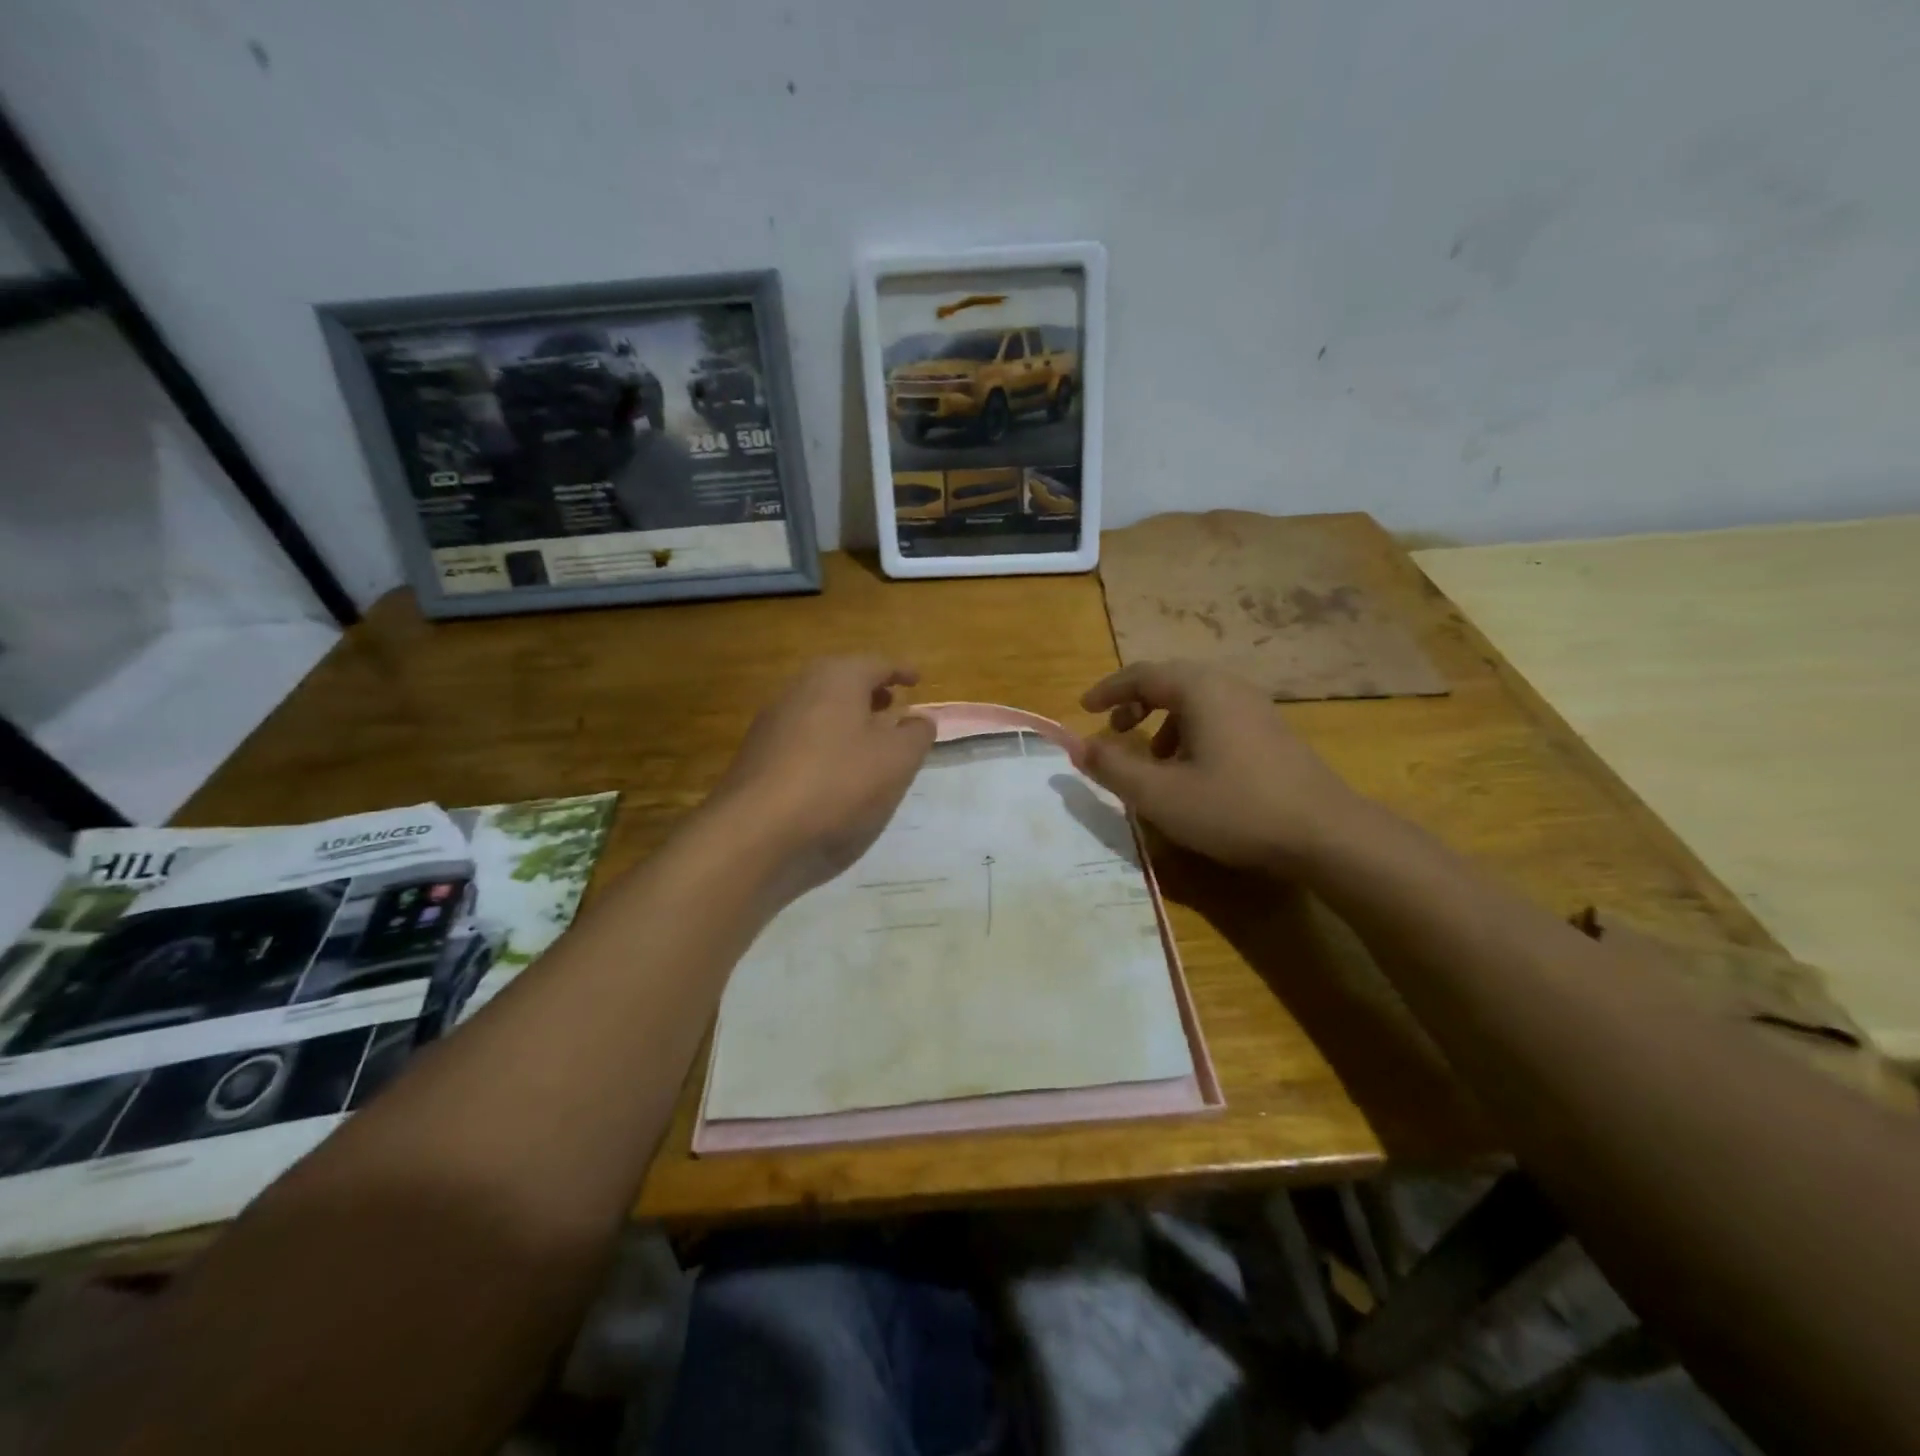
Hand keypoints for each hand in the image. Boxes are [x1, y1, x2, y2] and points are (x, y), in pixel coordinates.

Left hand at [705, 656, 935, 897]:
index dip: (901, 671)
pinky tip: (835, 769)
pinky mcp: (757, 754)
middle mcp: (800, 688)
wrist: (756, 830)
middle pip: (842, 681)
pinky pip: (802, 735)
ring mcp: (773, 721)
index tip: (918, 680)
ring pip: (820, 708)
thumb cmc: (839, 783)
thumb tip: (920, 719)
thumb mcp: (897, 761)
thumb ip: (916, 735)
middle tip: (892, 704)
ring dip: (846, 717)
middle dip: (870, 691)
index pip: (877, 664)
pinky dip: (825, 740)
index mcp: (837, 678)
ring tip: (868, 738)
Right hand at [1068, 660, 1363, 871]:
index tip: (1084, 709)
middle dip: (1136, 703)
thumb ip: (1112, 767)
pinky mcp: (1273, 733)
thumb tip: (1075, 745)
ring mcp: (1257, 709)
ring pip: (1196, 701)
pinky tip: (1194, 773)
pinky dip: (1191, 733)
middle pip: (1171, 682)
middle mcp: (1229, 687)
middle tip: (1115, 730)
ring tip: (1153, 758)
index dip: (1108, 690)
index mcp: (1200, 690)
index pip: (1142, 674)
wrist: (1326, 834)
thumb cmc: (1234, 808)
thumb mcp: (1160, 794)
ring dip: (1164, 721)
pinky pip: (1218, 718)